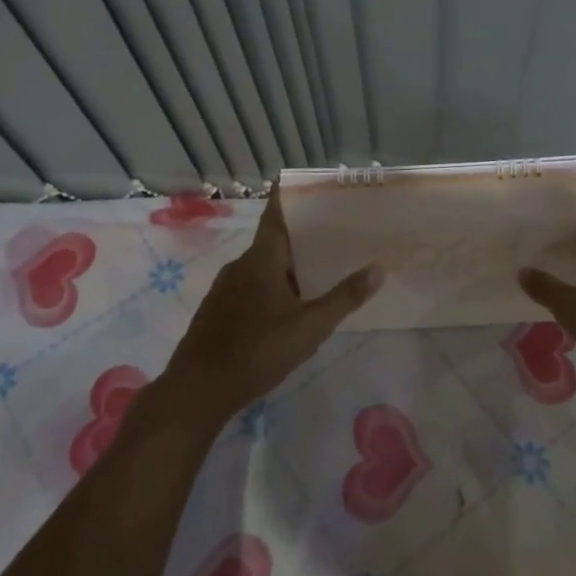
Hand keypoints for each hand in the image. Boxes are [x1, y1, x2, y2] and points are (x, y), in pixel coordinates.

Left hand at [163, 192, 381, 421]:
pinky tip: (288, 305)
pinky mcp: (218, 312)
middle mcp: (241, 265)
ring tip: (318, 268)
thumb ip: (344, 297)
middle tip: (334, 230)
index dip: (291, 196)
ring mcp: (225, 289)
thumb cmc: (257, 350)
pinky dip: (272, 285)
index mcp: (262, 258)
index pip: (276, 213)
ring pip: (262, 266)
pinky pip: (250, 286)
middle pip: (273, 240)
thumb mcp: (310, 326)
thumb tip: (378, 267)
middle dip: (301, 235)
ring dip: (287, 264)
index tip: (311, 184)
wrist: (197, 391)